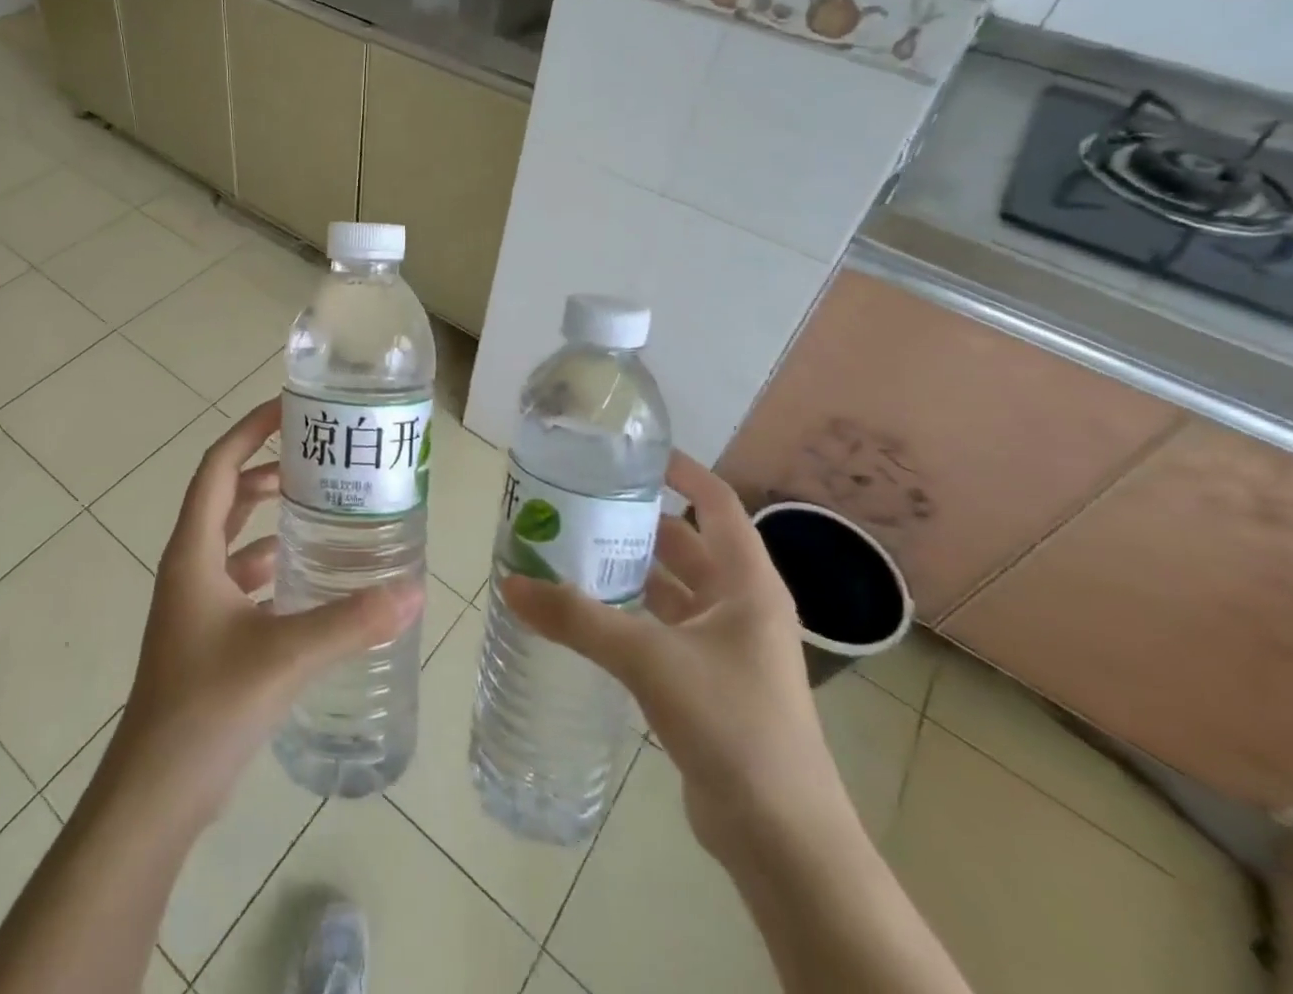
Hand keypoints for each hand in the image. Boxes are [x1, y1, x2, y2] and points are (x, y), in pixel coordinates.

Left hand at [105, 400, 423, 820]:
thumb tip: (414, 590)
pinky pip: (240, 579)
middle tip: (318, 458)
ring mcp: (195, 603)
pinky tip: (309, 578)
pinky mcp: (206, 635)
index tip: (289, 408)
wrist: (154, 794)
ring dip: (270, 518)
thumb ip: (351, 622)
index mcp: (194, 552)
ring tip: (322, 508)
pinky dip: (270, 565)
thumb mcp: (285, 656)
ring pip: (233, 540)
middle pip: (226, 497)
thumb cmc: (207, 707)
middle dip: (267, 469)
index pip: (219, 467)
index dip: (249, 430)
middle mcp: (190, 567)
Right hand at [501, 451, 841, 861]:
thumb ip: (578, 620)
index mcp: (747, 583)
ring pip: (670, 588)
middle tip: (577, 502)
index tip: (629, 453)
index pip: (716, 502)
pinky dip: (628, 614)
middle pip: (685, 542)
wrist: (782, 839)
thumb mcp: (649, 659)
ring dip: (627, 570)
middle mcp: (740, 605)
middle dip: (635, 521)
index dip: (680, 470)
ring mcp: (725, 646)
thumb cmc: (732, 724)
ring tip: (569, 549)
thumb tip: (510, 582)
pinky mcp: (707, 682)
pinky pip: (661, 628)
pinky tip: (585, 613)